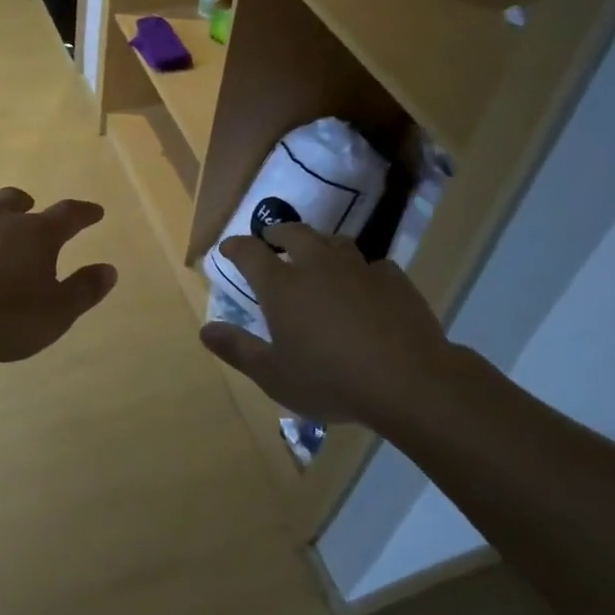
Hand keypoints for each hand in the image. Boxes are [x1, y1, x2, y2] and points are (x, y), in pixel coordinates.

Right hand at [200, 225, 495, 429]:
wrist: (408, 381)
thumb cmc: (330, 380)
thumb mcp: (273, 375)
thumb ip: (237, 349)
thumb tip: (205, 330)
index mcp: (282, 285)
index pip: (250, 252)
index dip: (236, 247)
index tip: (228, 248)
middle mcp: (317, 265)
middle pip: (294, 233)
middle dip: (278, 233)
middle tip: (272, 240)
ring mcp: (358, 268)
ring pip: (334, 242)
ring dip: (319, 244)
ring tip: (317, 256)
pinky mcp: (393, 278)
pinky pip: (371, 264)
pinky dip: (360, 270)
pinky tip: (364, 285)